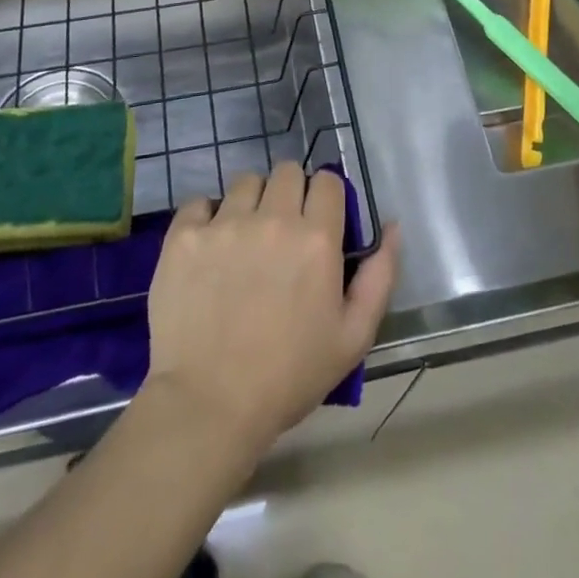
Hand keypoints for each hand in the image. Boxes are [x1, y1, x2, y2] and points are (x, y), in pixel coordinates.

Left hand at [144, 163, 400, 454]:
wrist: (208, 406)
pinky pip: (200, 203)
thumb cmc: (288, 377)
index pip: (328, 181)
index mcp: (317, 239)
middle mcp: (272, 219)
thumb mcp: (353, 338)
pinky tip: (209, 248)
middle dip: (291, 193)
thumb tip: (392, 226)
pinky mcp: (185, 236)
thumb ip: (380, 276)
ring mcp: (225, 224)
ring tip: (244, 239)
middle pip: (287, 171)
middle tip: (283, 231)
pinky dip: (206, 218)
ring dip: (251, 202)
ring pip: (246, 182)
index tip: (319, 222)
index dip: (326, 198)